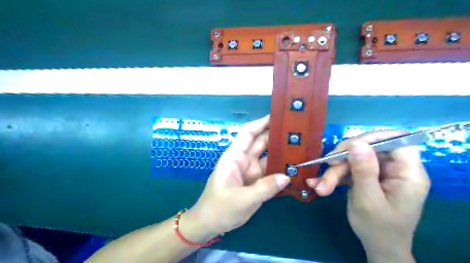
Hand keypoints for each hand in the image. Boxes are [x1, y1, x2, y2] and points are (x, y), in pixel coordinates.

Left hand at [188, 117, 289, 237]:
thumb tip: (287, 176)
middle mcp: (244, 160)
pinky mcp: (255, 181)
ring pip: (268, 156)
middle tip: (299, 131)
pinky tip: (295, 168)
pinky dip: (280, 169)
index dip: (262, 123)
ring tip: (302, 147)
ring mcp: (250, 171)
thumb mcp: (243, 199)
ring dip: (281, 152)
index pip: (248, 133)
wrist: (210, 224)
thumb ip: (266, 188)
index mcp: (235, 156)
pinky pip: (270, 171)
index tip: (279, 116)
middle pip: (261, 142)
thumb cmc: (220, 208)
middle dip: (277, 136)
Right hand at [307, 131, 430, 261]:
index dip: (373, 138)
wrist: (378, 247)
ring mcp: (380, 172)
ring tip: (320, 187)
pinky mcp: (367, 176)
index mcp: (408, 173)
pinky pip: (349, 167)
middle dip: (345, 158)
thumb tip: (357, 143)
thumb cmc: (378, 229)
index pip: (396, 140)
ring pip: (354, 158)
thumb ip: (364, 171)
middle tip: (328, 166)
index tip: (348, 147)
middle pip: (369, 148)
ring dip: (335, 171)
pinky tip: (319, 184)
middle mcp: (396, 168)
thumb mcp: (368, 200)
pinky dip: (334, 175)